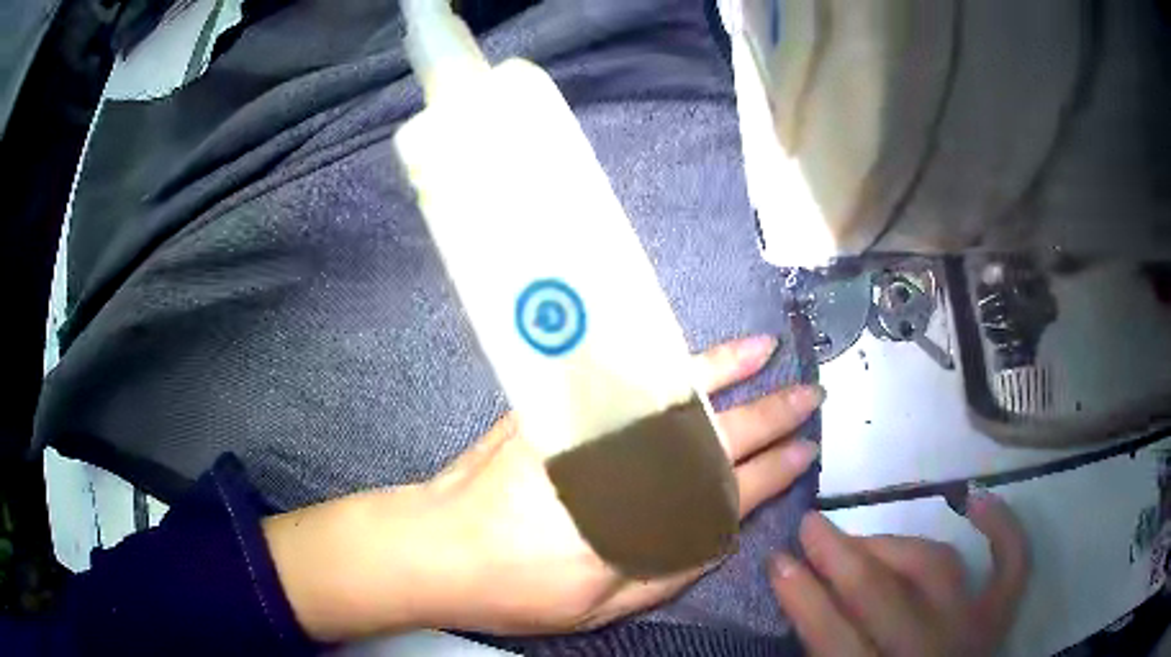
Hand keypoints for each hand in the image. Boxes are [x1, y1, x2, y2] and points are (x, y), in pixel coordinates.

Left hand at [264, 336, 823, 640]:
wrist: (441, 546)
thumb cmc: (520, 590)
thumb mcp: (603, 608)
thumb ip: (670, 571)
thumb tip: (722, 536)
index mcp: (650, 529)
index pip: (733, 493)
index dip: (775, 473)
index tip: (806, 453)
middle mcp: (632, 475)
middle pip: (718, 440)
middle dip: (772, 417)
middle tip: (810, 399)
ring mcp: (594, 433)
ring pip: (677, 396)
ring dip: (731, 373)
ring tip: (770, 356)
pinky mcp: (561, 409)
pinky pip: (623, 377)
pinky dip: (659, 360)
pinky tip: (685, 347)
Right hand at [770, 490, 1029, 656]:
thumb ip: (824, 652)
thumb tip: (803, 601)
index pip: (834, 636)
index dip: (803, 596)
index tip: (777, 559)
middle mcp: (931, 650)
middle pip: (883, 595)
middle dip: (840, 557)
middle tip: (811, 525)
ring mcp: (973, 627)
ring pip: (936, 568)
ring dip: (895, 545)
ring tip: (865, 538)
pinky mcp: (1000, 614)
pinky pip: (1012, 562)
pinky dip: (1002, 527)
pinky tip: (975, 500)